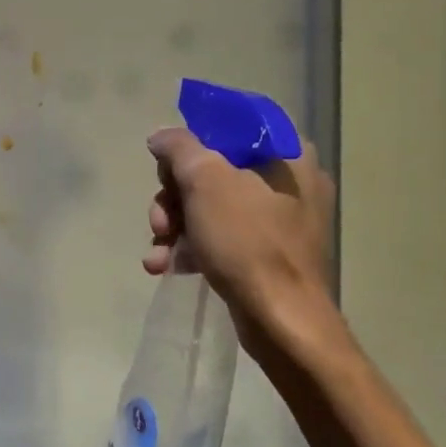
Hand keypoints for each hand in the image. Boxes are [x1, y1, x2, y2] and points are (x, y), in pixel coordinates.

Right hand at [144, 125, 335, 348]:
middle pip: (210, 170)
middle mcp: (288, 181)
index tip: (167, 168)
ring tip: (157, 251)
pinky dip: (190, 248)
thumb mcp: (204, 180)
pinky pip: (219, 237)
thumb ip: (178, 147)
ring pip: (208, 206)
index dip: (190, 144)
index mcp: (286, 154)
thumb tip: (161, 136)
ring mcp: (278, 220)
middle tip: (160, 221)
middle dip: (173, 197)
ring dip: (173, 226)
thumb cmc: (247, 240)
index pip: (228, 127)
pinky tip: (164, 266)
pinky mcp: (267, 253)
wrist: (281, 319)